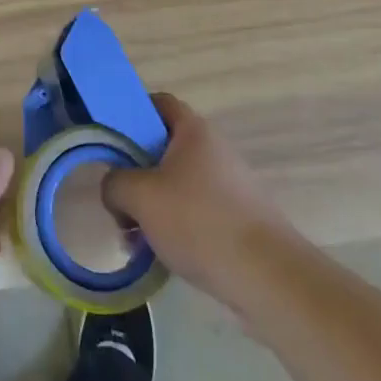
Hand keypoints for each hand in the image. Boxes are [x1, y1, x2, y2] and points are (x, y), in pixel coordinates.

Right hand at [103, 94, 286, 309]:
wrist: (268, 277)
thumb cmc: (199, 221)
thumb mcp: (140, 197)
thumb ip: (114, 184)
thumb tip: (114, 190)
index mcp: (193, 130)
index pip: (158, 103)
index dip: (132, 113)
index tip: (112, 139)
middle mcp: (214, 149)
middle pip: (164, 148)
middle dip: (137, 173)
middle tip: (117, 197)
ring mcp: (230, 185)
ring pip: (178, 185)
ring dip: (152, 206)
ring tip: (132, 237)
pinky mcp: (239, 219)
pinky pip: (195, 212)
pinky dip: (174, 227)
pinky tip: (159, 256)